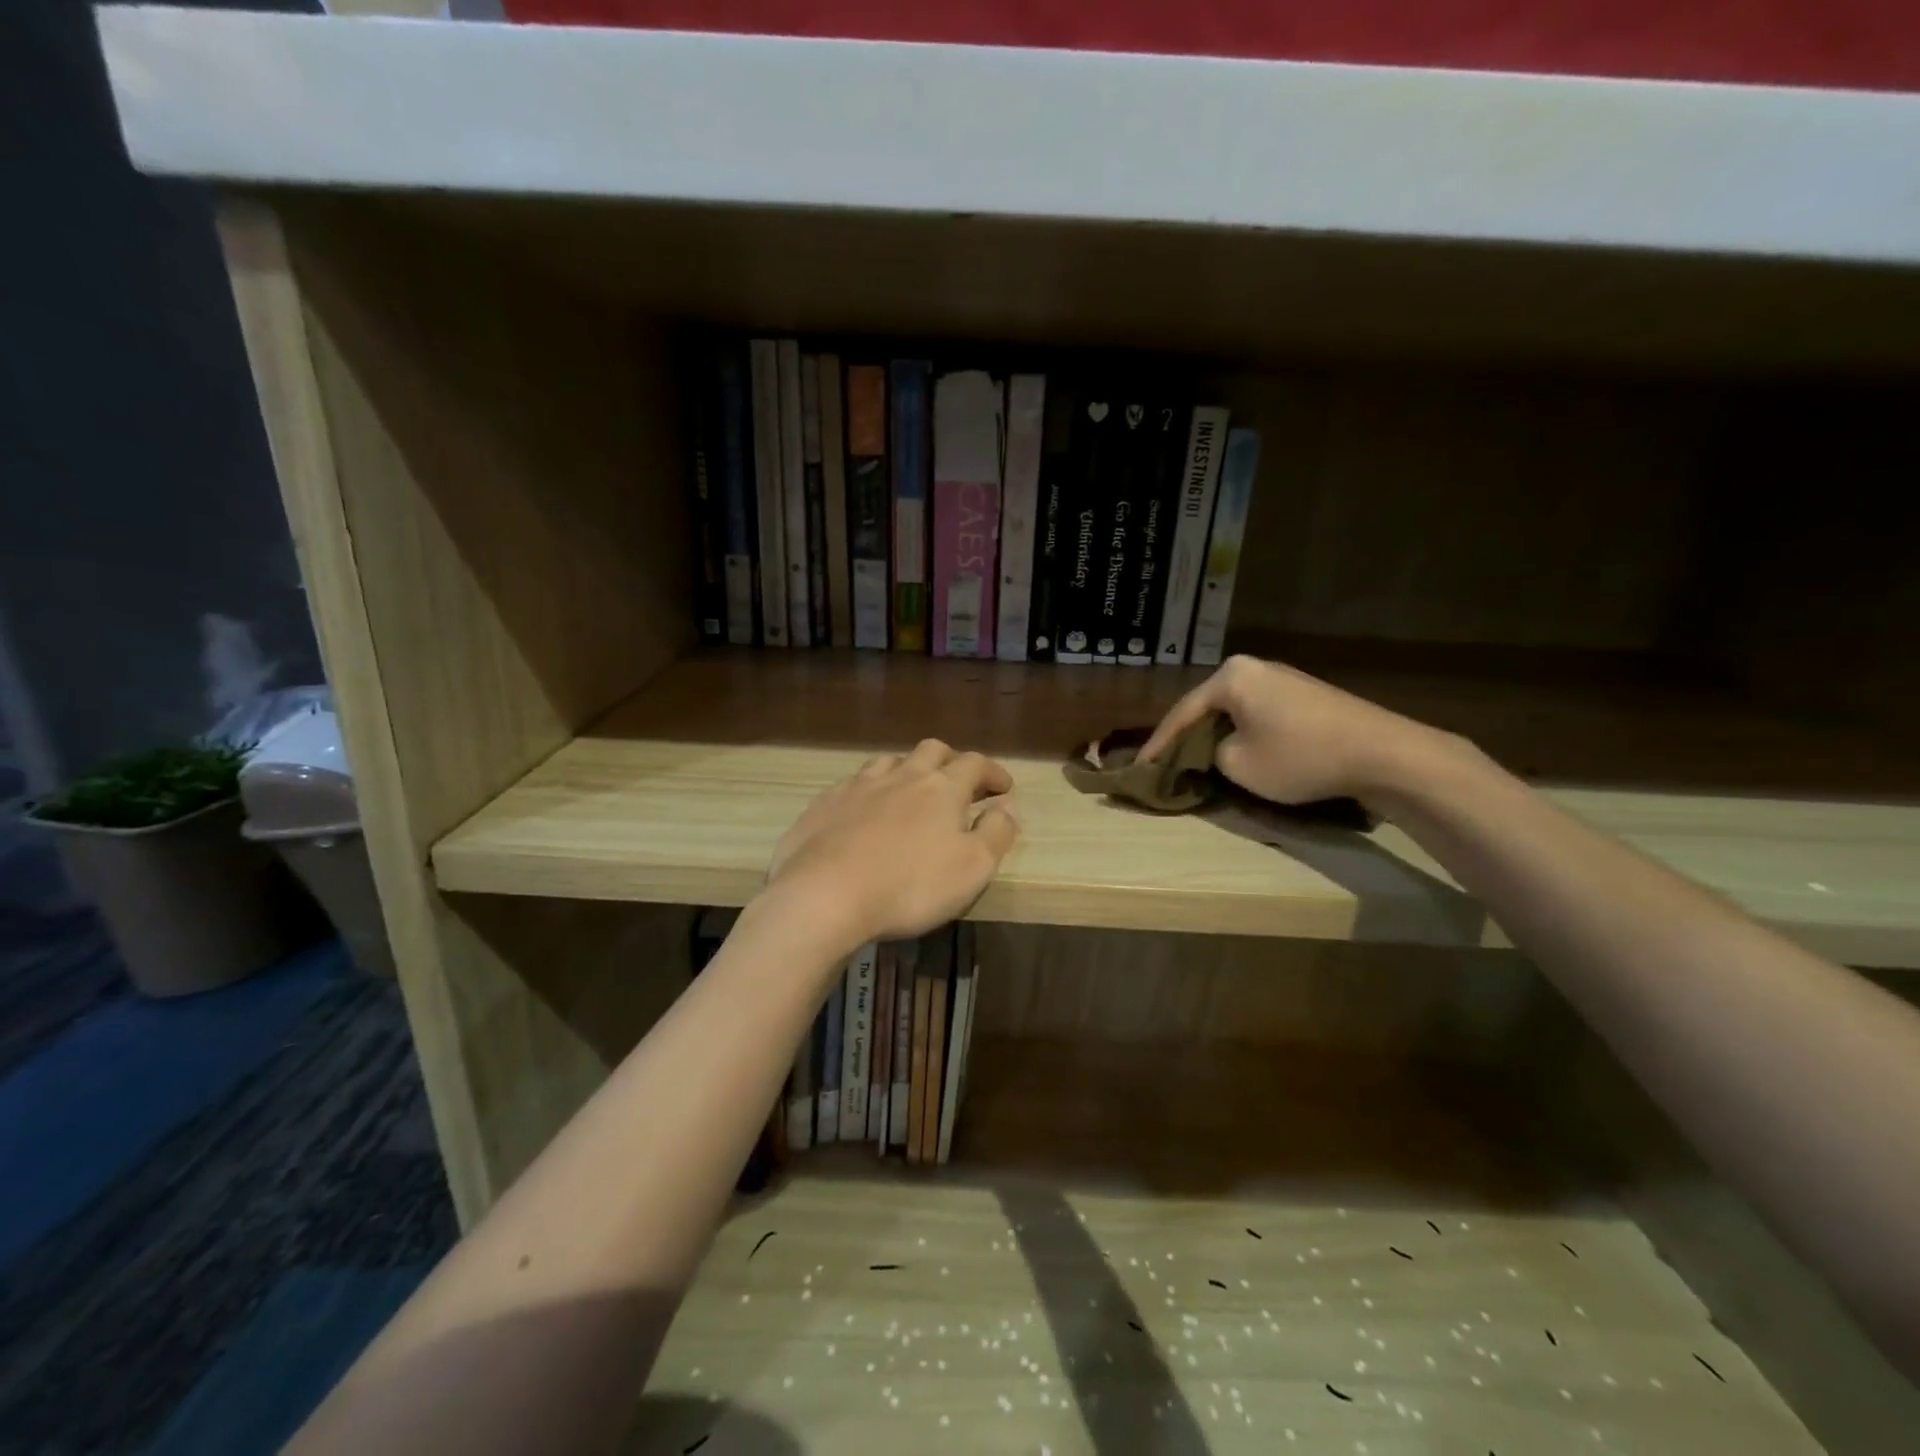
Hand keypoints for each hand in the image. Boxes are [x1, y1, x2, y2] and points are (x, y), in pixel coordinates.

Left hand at [763, 739, 1019, 949]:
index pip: (975, 764)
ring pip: (889, 761)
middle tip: (959, 782)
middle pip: (932, 751)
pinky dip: (869, 791)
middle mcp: (901, 776)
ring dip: (908, 770)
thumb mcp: (972, 868)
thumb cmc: (910, 885)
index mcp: (942, 788)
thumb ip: (996, 833)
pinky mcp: (825, 804)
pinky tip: (865, 811)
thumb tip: (1008, 807)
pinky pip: (853, 784)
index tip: (1003, 787)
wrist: (824, 895)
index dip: (993, 772)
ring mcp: (858, 786)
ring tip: (911, 791)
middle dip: (951, 760)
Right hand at [1139, 655, 1440, 805]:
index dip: (1159, 744)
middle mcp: (1255, 668)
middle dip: (1187, 736)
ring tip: (1197, 760)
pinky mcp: (1306, 696)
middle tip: (1165, 762)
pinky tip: (1239, 752)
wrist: (1383, 753)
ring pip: (1234, 710)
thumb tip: (1216, 749)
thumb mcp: (1238, 765)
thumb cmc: (1300, 756)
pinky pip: (1259, 714)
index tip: (1140, 767)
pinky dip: (1243, 734)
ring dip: (1216, 736)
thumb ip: (1211, 754)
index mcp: (1231, 676)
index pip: (1182, 712)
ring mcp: (1283, 679)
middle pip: (1207, 706)